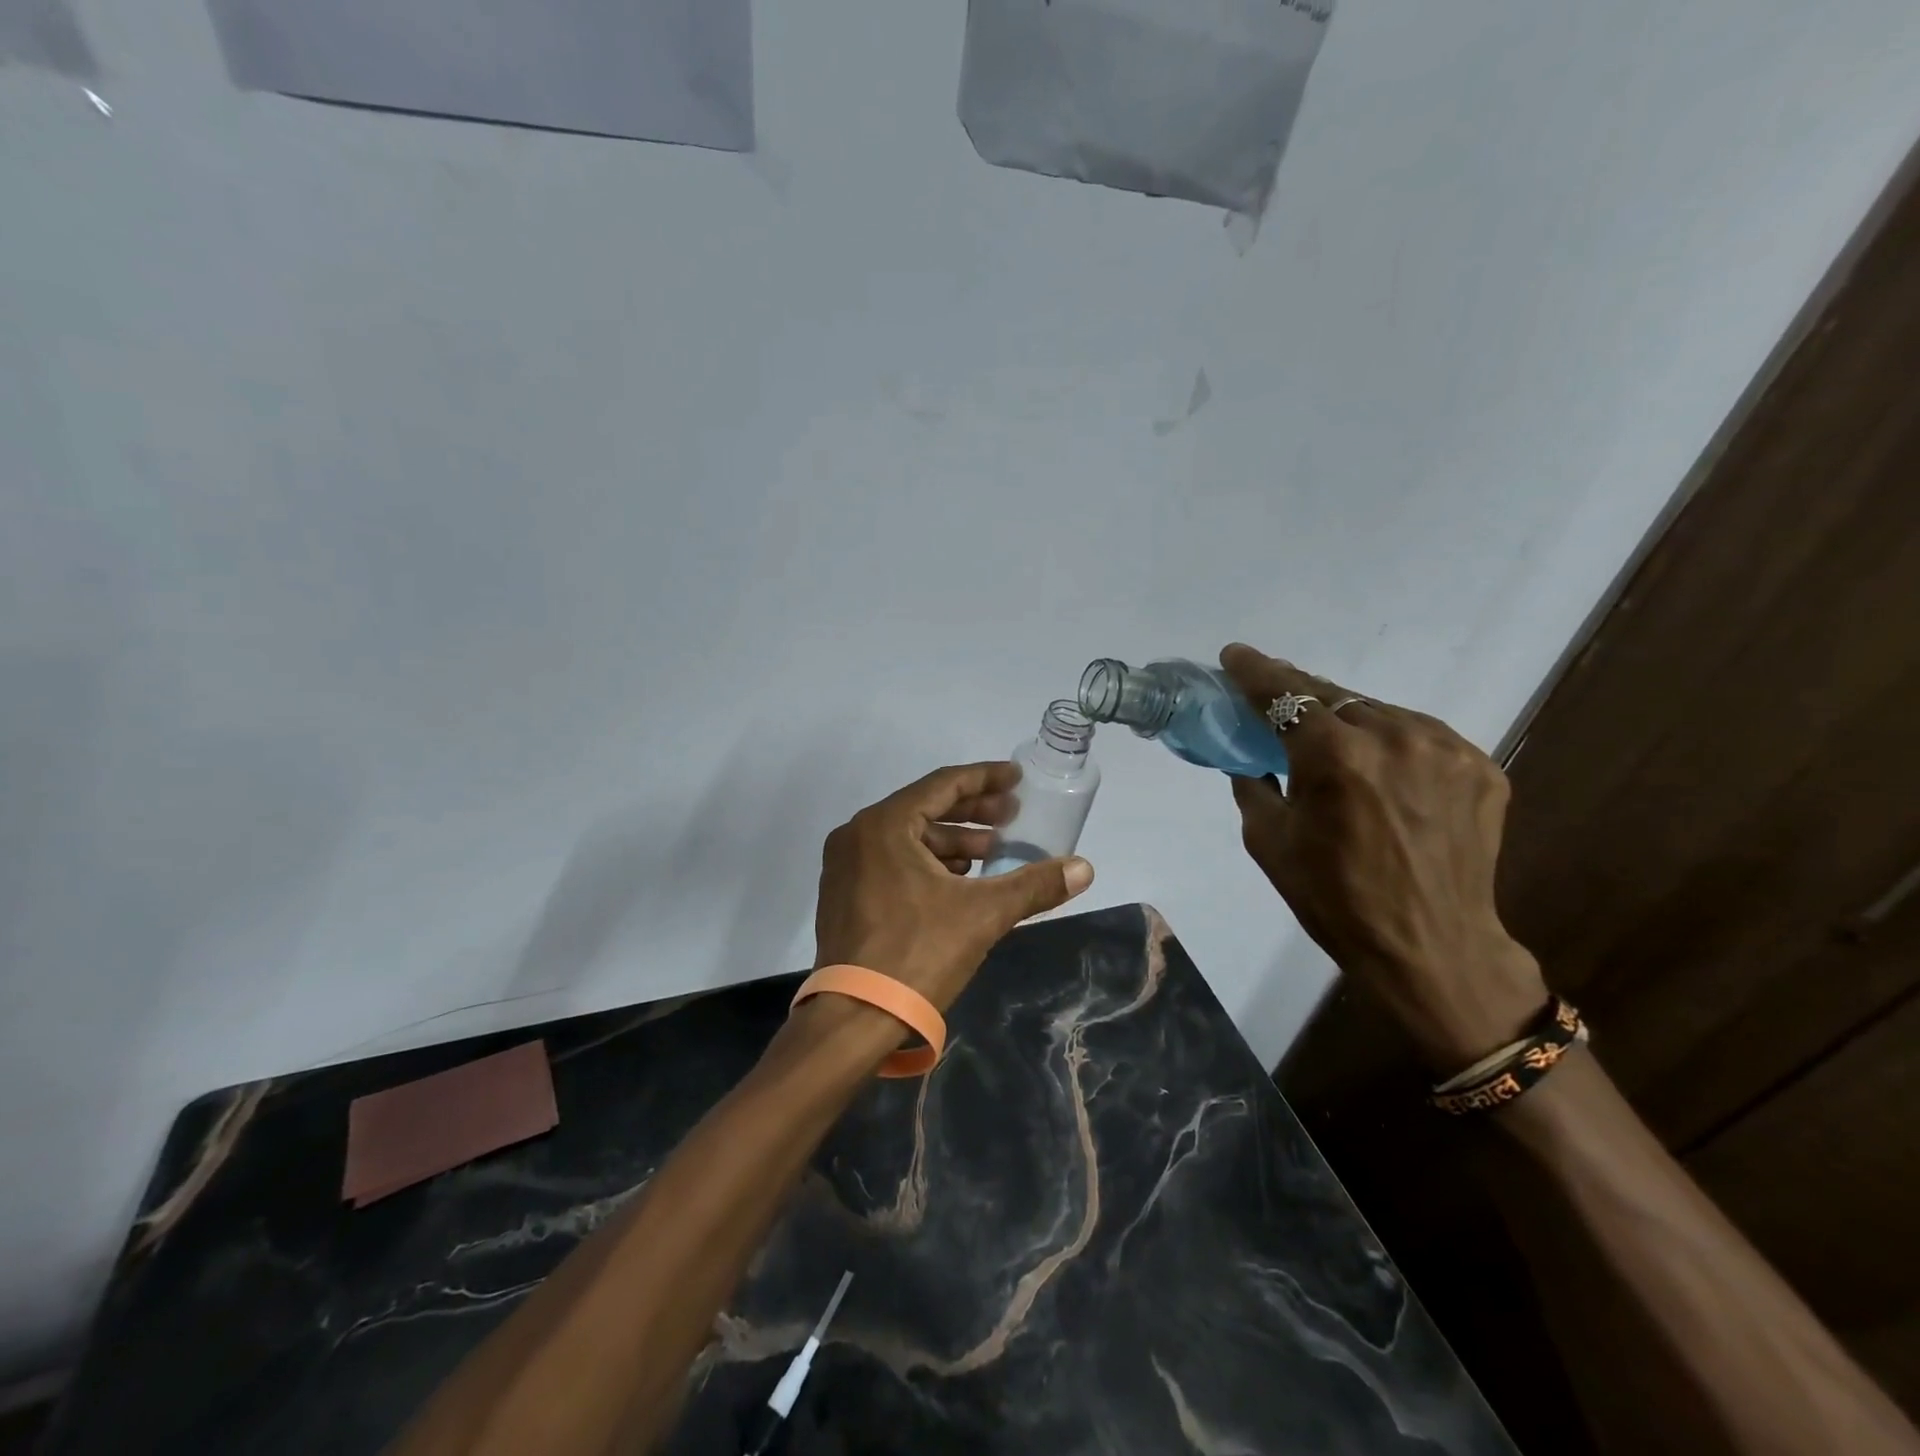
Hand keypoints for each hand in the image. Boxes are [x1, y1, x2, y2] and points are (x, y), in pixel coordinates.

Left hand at [813, 761, 1095, 1012]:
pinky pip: (893, 861)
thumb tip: (1084, 868)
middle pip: (925, 808)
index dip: (985, 779)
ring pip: (908, 838)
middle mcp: (857, 835)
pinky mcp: (844, 894)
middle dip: (973, 813)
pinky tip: (959, 880)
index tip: (1016, 779)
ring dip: (952, 841)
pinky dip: (928, 862)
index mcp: (884, 825)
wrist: (854, 1019)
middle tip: (1012, 816)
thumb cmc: (917, 953)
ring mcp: (845, 866)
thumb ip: (1034, 885)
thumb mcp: (983, 914)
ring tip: (993, 852)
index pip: (943, 785)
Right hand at [1218, 644, 1547, 1069]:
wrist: (1433, 947)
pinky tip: (1383, 770)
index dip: (1254, 672)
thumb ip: (1254, 788)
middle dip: (1299, 694)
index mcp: (1334, 756)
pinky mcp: (1480, 766)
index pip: (1284, 695)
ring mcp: (1445, 748)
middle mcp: (1393, 736)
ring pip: (1380, 712)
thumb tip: (1252, 761)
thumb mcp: (1270, 843)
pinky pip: (1421, 737)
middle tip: (1276, 699)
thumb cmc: (1336, 899)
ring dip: (1349, 719)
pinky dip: (1392, 744)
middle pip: (1334, 695)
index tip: (1235, 656)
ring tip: (1334, 743)